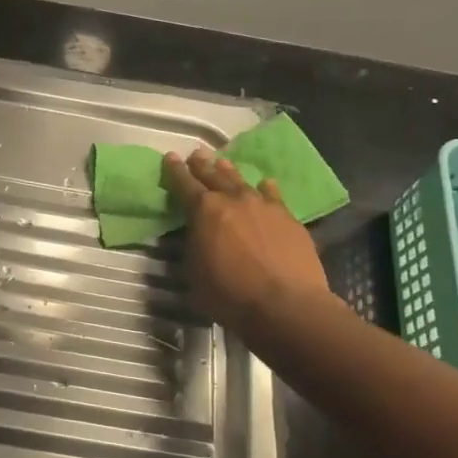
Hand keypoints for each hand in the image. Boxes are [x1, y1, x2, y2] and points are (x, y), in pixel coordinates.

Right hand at [162, 148, 330, 328]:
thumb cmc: (229, 294)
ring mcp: (263, 205)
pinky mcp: (288, 217)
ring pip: (241, 181)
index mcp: (203, 211)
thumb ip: (193, 248)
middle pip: (213, 175)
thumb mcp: (194, 273)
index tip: (170, 157)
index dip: (175, 171)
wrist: (285, 303)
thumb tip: (195, 238)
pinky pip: (272, 195)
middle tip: (196, 154)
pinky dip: (265, 188)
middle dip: (202, 165)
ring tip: (222, 162)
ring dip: (229, 171)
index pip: (184, 184)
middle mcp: (233, 200)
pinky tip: (265, 184)